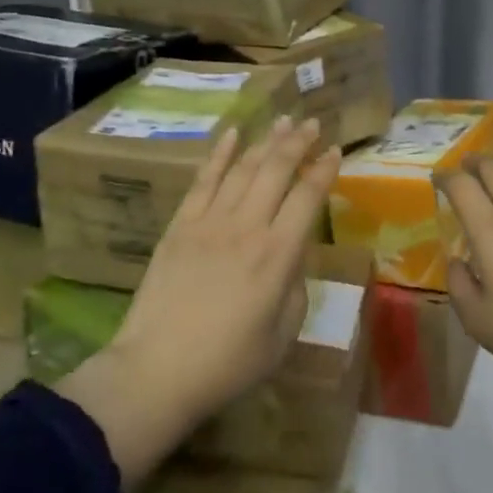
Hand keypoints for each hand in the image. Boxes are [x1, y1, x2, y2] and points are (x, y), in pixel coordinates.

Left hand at [122, 117, 339, 410]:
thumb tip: (293, 256)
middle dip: (298, 142)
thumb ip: (296, 287)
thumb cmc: (228, 362)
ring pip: (243, 168)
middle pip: (276, 170)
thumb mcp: (283, 334)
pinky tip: (232, 134)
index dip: (325, 170)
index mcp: (278, 255)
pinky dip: (219, 154)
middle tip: (312, 122)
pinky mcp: (180, 225)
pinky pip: (203, 180)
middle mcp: (247, 227)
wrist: (156, 371)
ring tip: (282, 121)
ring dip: (265, 141)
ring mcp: (209, 221)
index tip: (336, 151)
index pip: (308, 197)